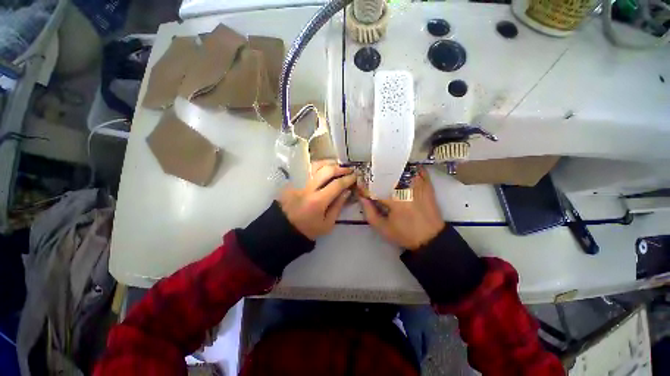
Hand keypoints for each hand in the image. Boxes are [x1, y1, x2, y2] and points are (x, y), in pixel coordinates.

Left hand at [279, 160, 355, 239]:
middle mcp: (308, 188)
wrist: (284, 228)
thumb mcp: (327, 224)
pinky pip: (307, 168)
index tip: (355, 177)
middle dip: (340, 168)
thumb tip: (347, 191)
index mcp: (318, 201)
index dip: (348, 179)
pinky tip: (324, 169)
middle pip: (326, 170)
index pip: (337, 184)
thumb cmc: (308, 229)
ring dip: (329, 163)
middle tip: (348, 170)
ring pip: (315, 165)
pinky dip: (318, 166)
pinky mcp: (292, 180)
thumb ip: (338, 206)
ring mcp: (298, 182)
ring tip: (337, 166)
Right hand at [360, 168, 444, 250]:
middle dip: (375, 176)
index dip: (364, 188)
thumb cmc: (404, 235)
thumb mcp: (382, 228)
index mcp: (395, 201)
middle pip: (387, 176)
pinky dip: (410, 168)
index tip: (359, 187)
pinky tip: (402, 170)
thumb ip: (369, 212)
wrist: (431, 238)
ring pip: (402, 170)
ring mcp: (419, 186)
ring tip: (384, 173)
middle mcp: (407, 190)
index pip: (375, 190)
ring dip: (391, 170)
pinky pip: (419, 171)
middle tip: (369, 179)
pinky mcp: (428, 186)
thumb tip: (362, 198)